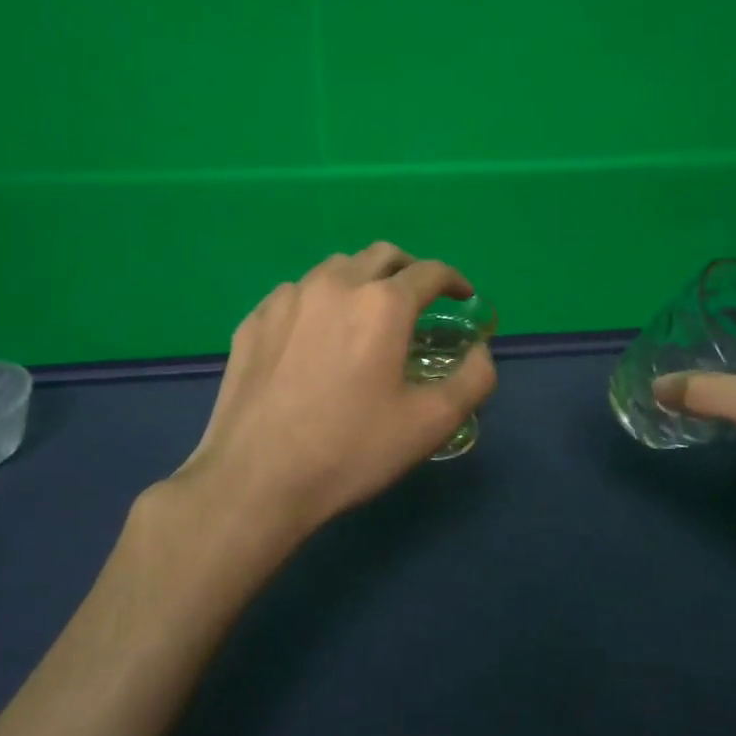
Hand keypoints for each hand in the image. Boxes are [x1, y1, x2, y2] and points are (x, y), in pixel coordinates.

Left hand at [164, 242, 496, 552]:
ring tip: (366, 314)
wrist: (255, 479)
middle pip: (382, 255)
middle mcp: (335, 285)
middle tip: (418, 299)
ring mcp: (288, 299)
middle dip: (408, 270)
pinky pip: (297, 294)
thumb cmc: (351, 450)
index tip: (463, 296)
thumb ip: (473, 380)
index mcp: (383, 304)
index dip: (454, 280)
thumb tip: (480, 352)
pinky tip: (316, 336)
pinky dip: (320, 302)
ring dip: (362, 280)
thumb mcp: (430, 423)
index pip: (430, 271)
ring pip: (335, 268)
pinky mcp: (254, 320)